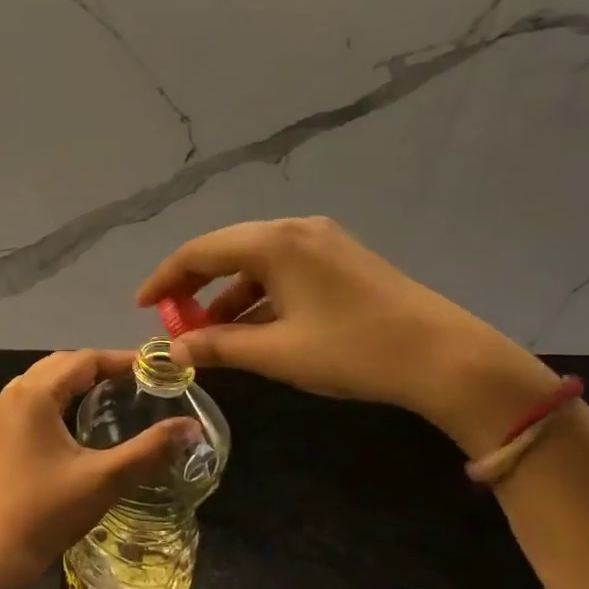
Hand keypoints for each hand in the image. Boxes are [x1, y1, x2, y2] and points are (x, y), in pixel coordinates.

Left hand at [0, 350, 195, 588]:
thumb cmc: (45, 512)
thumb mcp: (104, 480)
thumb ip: (150, 450)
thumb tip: (192, 427)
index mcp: (33, 395)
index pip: (83, 360)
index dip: (121, 360)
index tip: (155, 368)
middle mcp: (9, 396)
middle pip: (58, 366)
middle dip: (97, 368)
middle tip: (135, 382)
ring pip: (38, 385)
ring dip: (72, 384)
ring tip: (108, 398)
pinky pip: (25, 406)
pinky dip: (52, 403)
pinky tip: (70, 428)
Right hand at [137, 217, 556, 451]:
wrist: (445, 358)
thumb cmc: (352, 350)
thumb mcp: (276, 353)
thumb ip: (217, 346)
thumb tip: (172, 350)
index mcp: (273, 243)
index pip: (199, 252)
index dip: (165, 279)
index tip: (143, 306)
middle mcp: (295, 230)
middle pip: (225, 250)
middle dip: (194, 287)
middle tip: (173, 320)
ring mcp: (323, 242)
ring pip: (255, 262)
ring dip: (226, 295)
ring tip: (210, 334)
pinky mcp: (342, 260)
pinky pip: (282, 270)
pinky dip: (258, 296)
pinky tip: (252, 328)